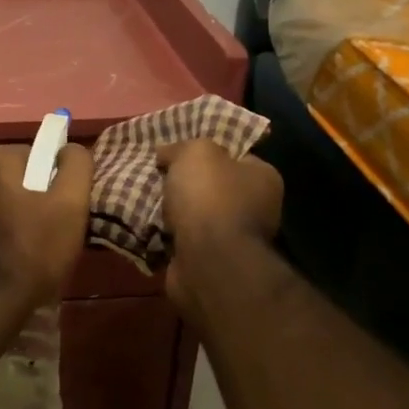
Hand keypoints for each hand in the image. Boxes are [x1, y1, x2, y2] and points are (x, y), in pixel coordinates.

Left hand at [0, 143, 92, 314]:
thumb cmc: (32, 252)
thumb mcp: (71, 206)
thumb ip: (76, 166)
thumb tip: (70, 149)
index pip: (36, 158)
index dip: (52, 184)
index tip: (59, 212)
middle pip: (10, 177)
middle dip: (26, 197)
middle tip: (43, 233)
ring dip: (5, 214)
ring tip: (21, 249)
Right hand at [157, 140, 283, 309]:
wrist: (207, 260)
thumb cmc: (210, 197)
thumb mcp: (196, 152)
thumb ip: (181, 147)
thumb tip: (166, 153)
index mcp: (263, 178)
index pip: (236, 156)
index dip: (207, 151)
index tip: (178, 152)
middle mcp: (257, 208)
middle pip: (214, 187)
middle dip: (185, 184)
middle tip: (157, 175)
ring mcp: (235, 239)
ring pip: (196, 215)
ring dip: (173, 211)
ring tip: (145, 199)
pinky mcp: (212, 261)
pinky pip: (183, 240)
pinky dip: (167, 235)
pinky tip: (148, 225)